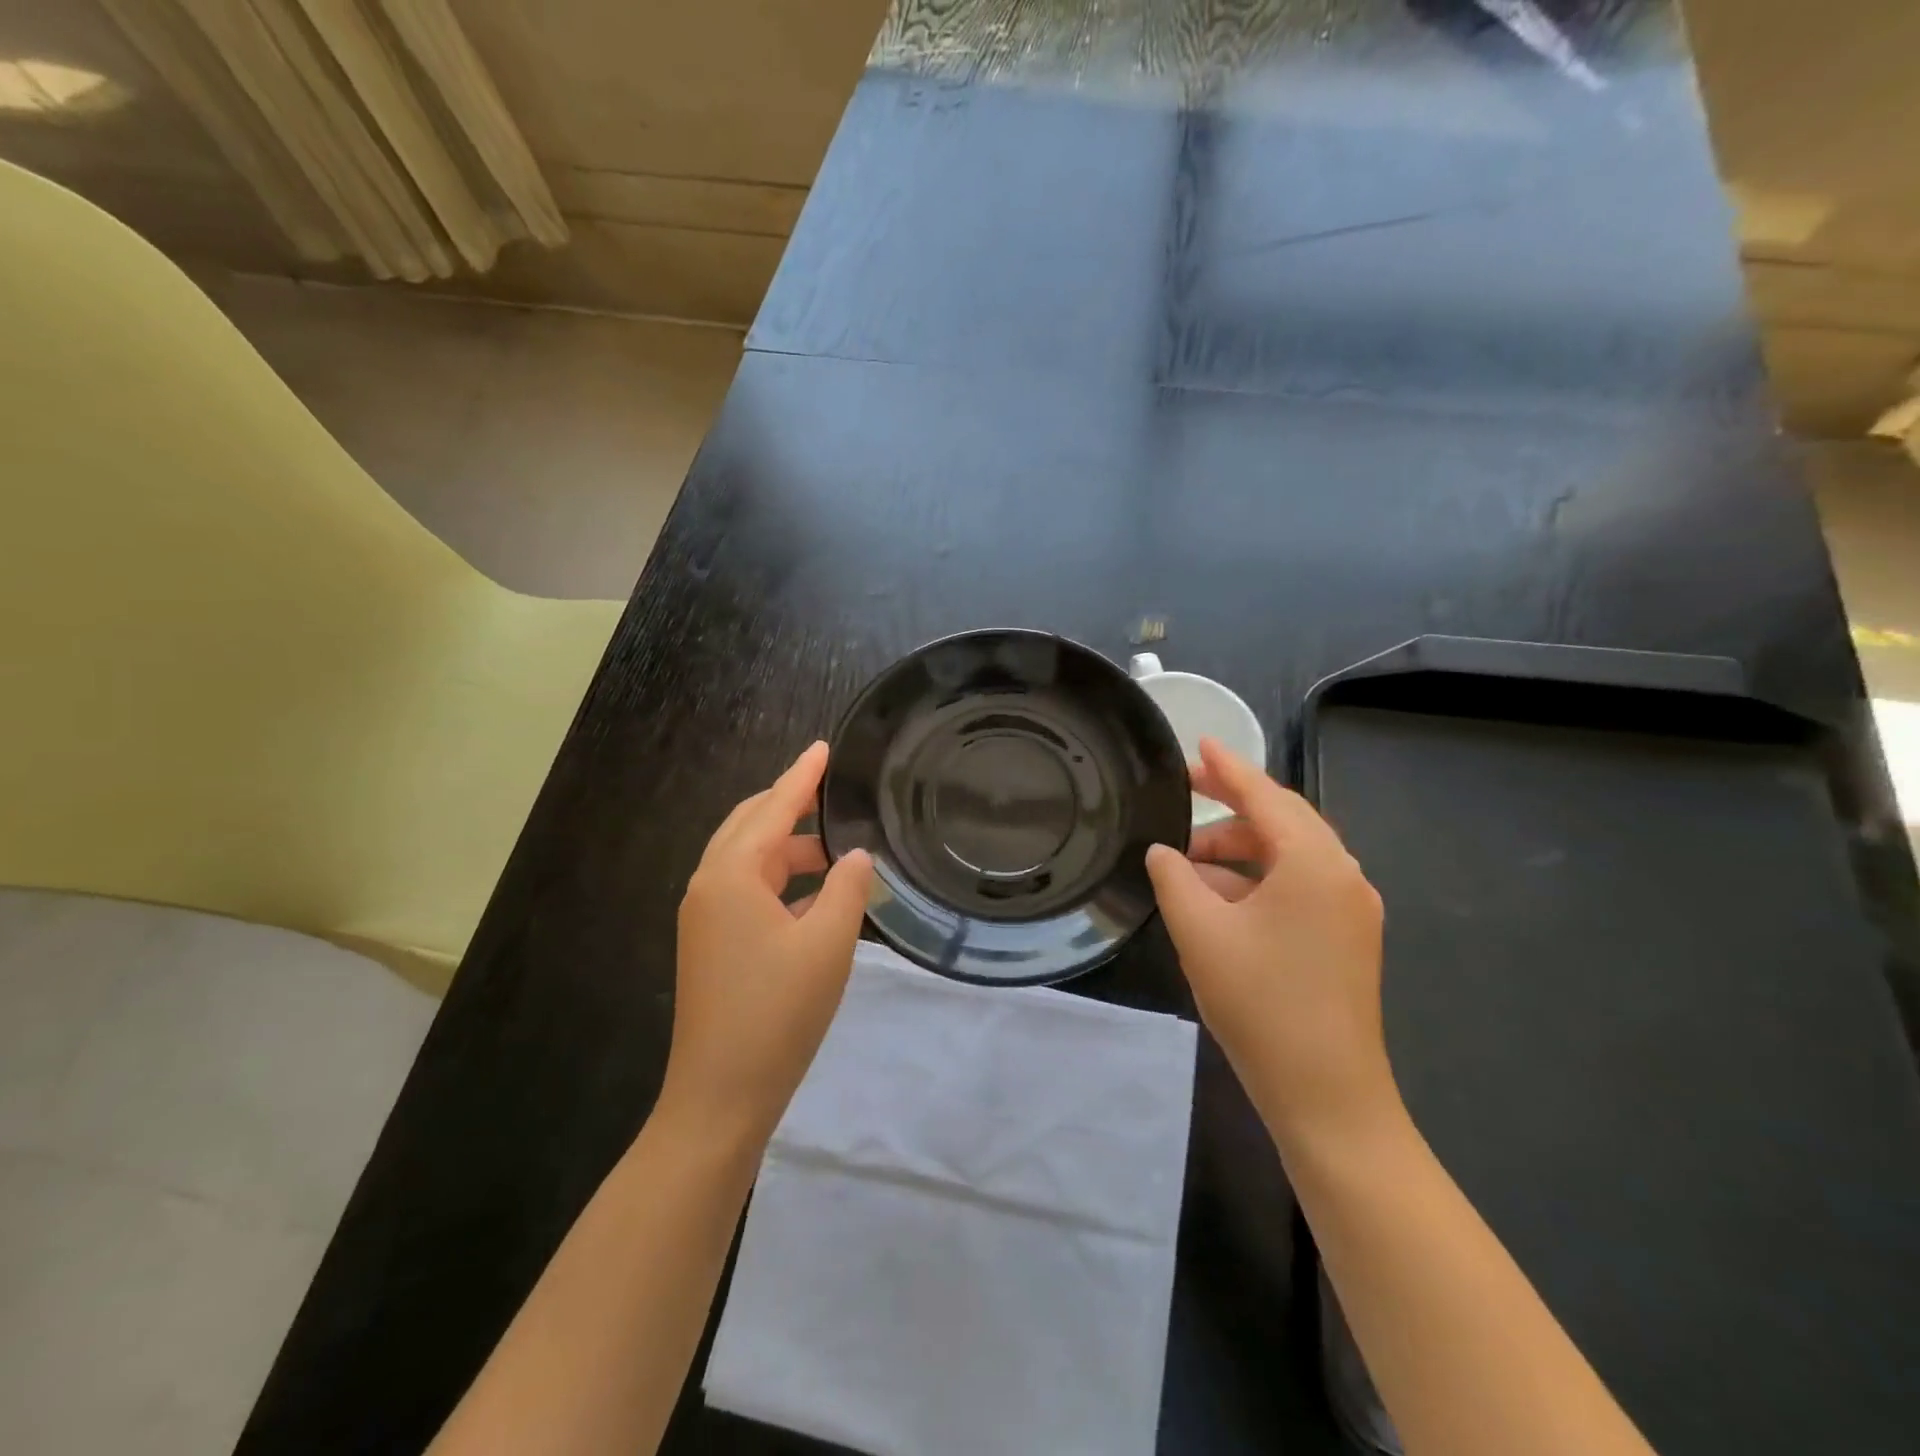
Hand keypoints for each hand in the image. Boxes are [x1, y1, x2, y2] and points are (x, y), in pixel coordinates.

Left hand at [661, 742, 872, 1144]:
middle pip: (751, 824)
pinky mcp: (711, 943)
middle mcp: (709, 886)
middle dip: (790, 803)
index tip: (825, 747)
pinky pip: (747, 888)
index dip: (803, 776)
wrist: (719, 1097)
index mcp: (731, 875)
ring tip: (837, 841)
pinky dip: (780, 877)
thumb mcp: (827, 945)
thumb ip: (847, 888)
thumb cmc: (777, 1014)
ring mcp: (705, 917)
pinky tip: (813, 889)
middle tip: (832, 786)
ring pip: (748, 858)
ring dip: (789, 844)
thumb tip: (857, 856)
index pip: (773, 808)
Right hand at [1146, 738, 1394, 1145]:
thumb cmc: (1261, 1004)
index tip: (1199, 743)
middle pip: (1282, 820)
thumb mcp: (1200, 932)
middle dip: (1232, 804)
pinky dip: (1257, 879)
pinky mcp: (1346, 938)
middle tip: (1186, 791)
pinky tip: (1217, 895)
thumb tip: (1164, 853)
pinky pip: (1298, 886)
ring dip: (1239, 849)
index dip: (1228, 768)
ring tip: (1186, 860)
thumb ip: (1174, 878)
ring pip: (1289, 855)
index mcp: (1314, 863)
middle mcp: (1342, 875)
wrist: (1327, 1096)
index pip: (1265, 796)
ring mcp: (1350, 909)